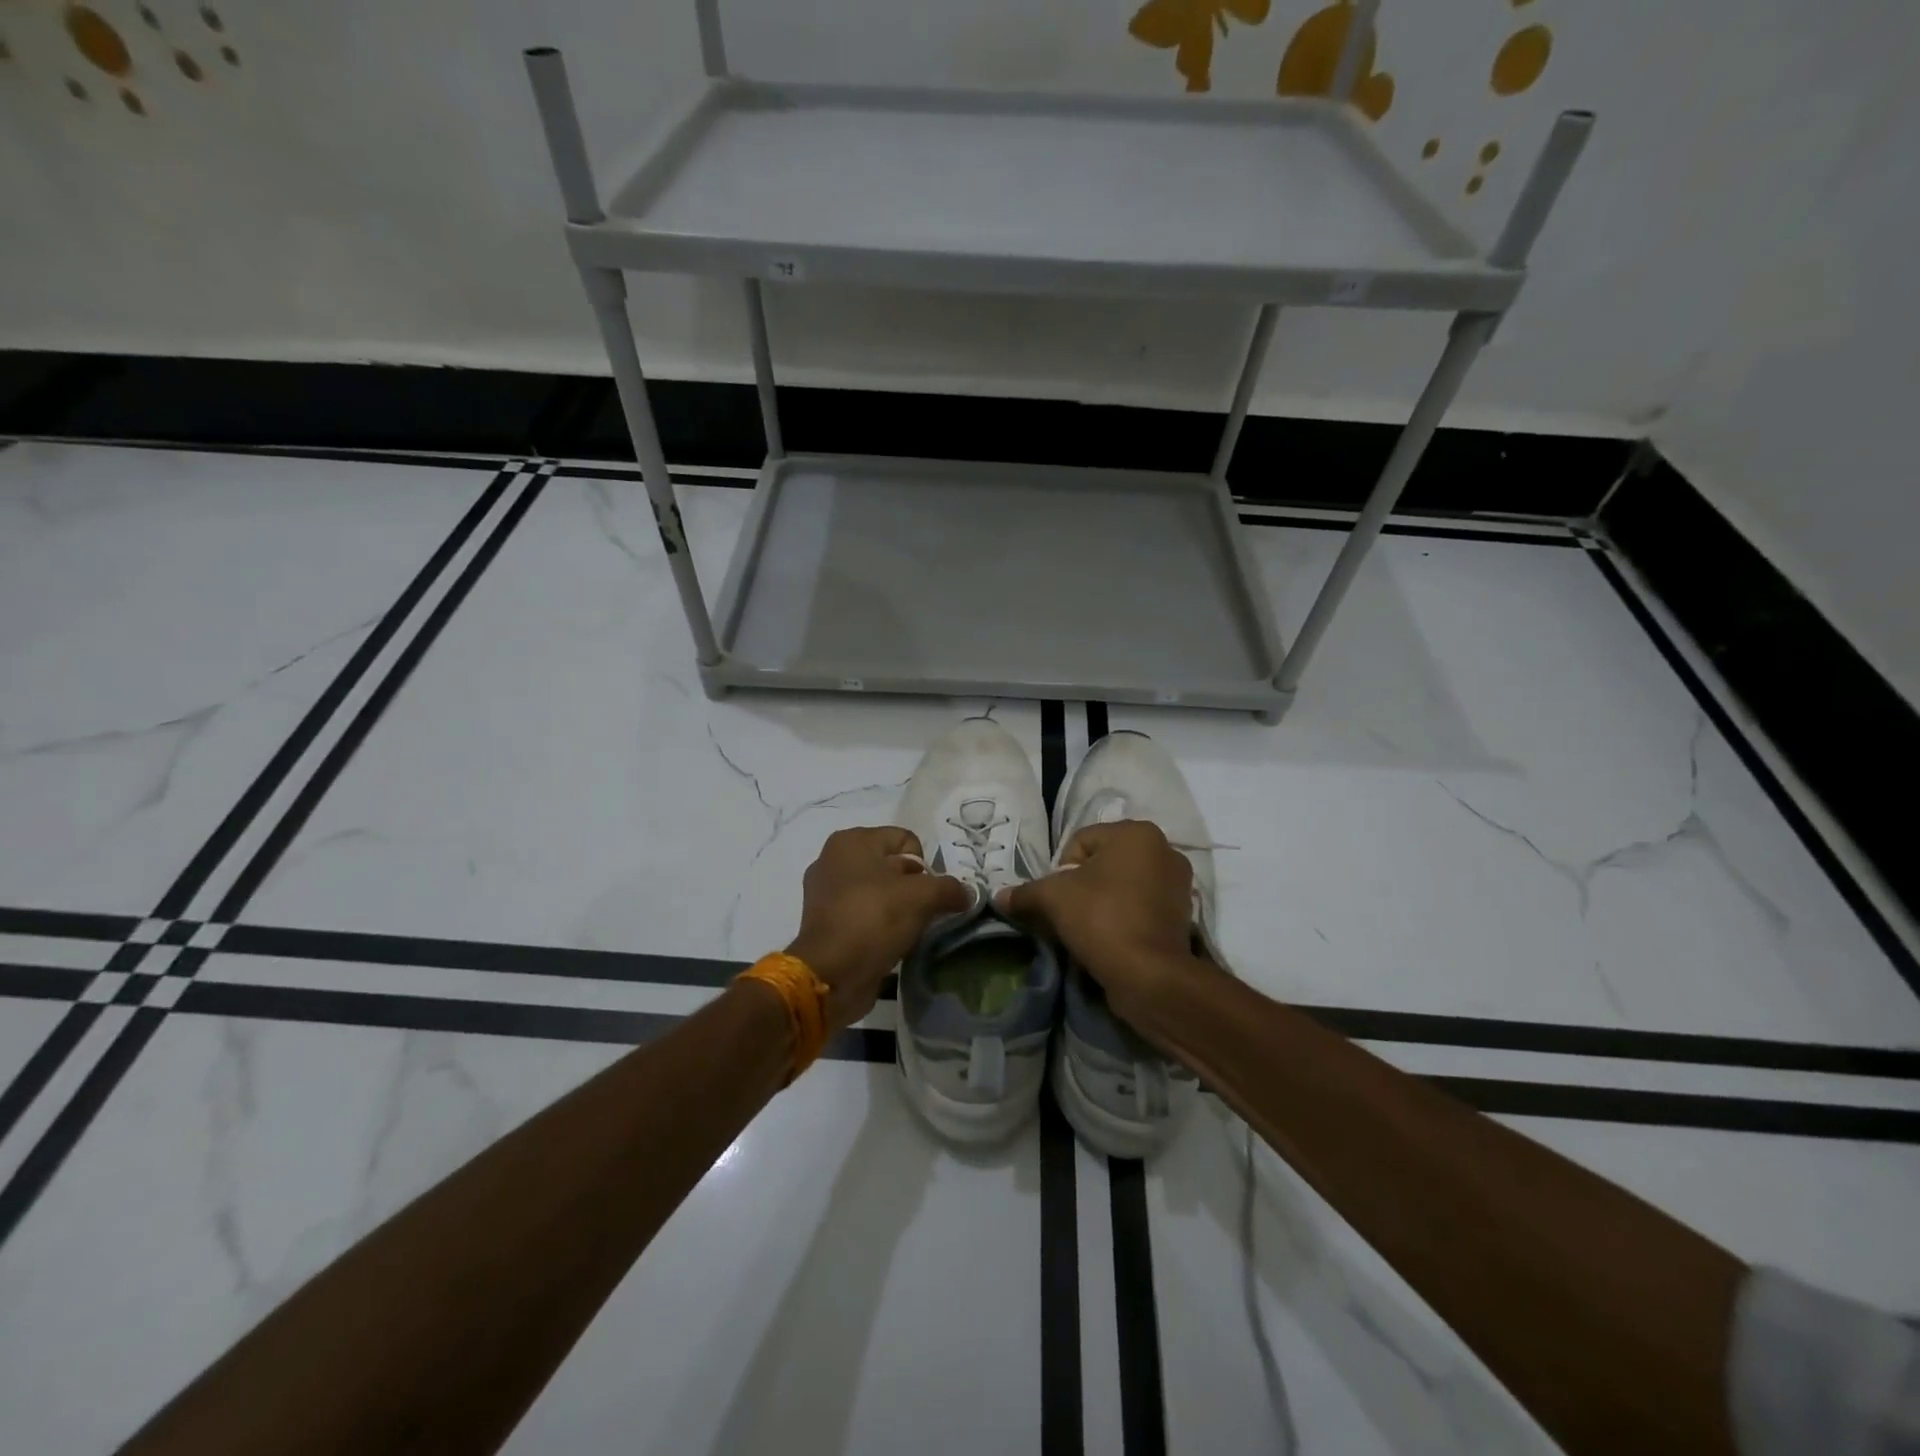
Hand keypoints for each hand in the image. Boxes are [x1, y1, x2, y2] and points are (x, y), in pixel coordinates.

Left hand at [787, 826, 972, 1032]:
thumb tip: (967, 894)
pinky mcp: (826, 923)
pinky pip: (866, 915)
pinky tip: (891, 943)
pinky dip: (881, 926)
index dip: (925, 866)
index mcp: (851, 841)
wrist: (830, 975)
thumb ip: (950, 888)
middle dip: (914, 889)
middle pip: (893, 866)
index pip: (906, 840)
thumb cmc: (873, 920)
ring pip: (880, 893)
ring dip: (899, 910)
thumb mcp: (922, 897)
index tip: (928, 894)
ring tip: (908, 932)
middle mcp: (834, 860)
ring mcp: (826, 893)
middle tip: (923, 914)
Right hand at [996, 820, 1210, 1022]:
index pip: (1080, 842)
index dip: (1061, 870)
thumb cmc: (1102, 919)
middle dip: (1083, 886)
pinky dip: (1124, 917)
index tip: (1059, 899)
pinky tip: (1112, 938)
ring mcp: (1178, 883)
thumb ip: (1025, 892)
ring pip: (1122, 885)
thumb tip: (999, 897)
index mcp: (1136, 832)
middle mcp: (1164, 849)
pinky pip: (1141, 906)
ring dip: (1103, 902)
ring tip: (1090, 929)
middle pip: (1103, 862)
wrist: (1150, 975)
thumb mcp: (1052, 899)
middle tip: (1070, 914)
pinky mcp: (1183, 914)